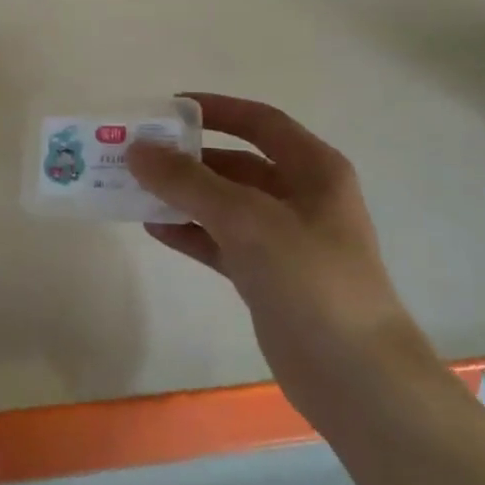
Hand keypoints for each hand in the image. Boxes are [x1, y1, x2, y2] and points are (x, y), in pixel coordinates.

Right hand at [127, 92, 434, 408]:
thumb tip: (138, 149)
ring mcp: (283, 240)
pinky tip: (152, 230)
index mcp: (313, 169)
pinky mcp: (265, 276)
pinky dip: (189, 233)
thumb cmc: (310, 280)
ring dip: (182, 197)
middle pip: (236, 164)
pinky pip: (219, 242)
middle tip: (136, 156)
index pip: (259, 122)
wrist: (353, 373)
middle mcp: (300, 197)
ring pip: (223, 205)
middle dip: (187, 159)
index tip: (166, 110)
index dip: (216, 110)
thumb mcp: (248, 220)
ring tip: (132, 191)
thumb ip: (189, 183)